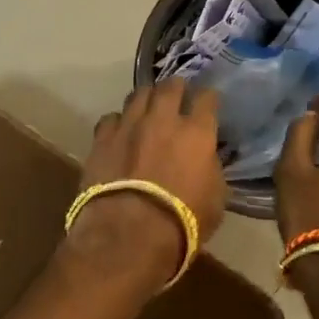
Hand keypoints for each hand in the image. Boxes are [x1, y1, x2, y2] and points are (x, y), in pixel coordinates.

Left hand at [72, 81, 226, 283]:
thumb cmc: (182, 222)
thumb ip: (211, 169)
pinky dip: (118, 122)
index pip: (207, 98)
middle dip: (176, 87)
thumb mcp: (216, 199)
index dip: (208, 98)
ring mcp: (129, 125)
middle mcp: (163, 119)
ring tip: (148, 107)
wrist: (128, 232)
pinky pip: (111, 118)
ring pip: (138, 95)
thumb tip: (206, 159)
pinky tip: (120, 131)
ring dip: (146, 99)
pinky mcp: (102, 138)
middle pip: (170, 86)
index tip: (208, 103)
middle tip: (178, 95)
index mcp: (197, 133)